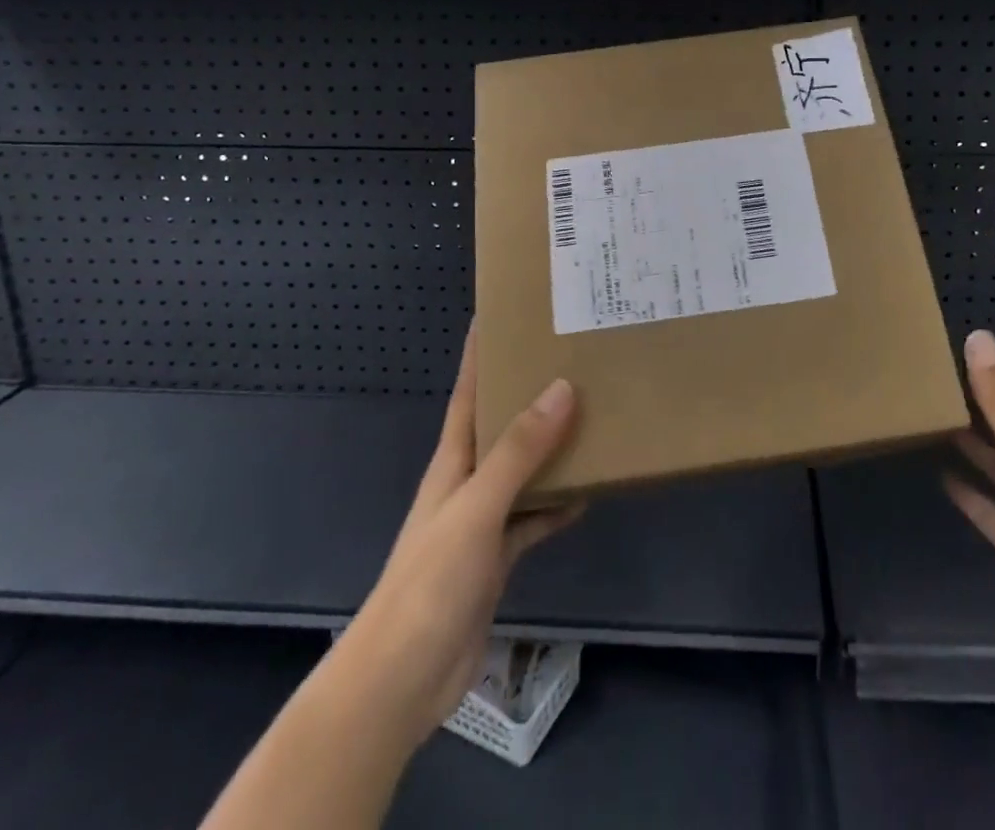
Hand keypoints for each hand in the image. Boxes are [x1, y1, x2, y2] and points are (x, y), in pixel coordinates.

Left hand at [336, 327, 582, 747]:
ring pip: (522, 470)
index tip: (500, 314)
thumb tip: (562, 387)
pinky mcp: (497, 558)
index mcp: (453, 459)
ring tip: (592, 417)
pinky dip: (556, 505)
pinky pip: (533, 518)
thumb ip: (519, 451)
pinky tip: (587, 495)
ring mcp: (482, 521)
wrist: (402, 679)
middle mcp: (467, 481)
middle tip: (571, 360)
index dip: (480, 354)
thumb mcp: (478, 506)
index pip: (469, 392)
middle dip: (529, 393)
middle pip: (502, 426)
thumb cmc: (432, 580)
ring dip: (551, 448)